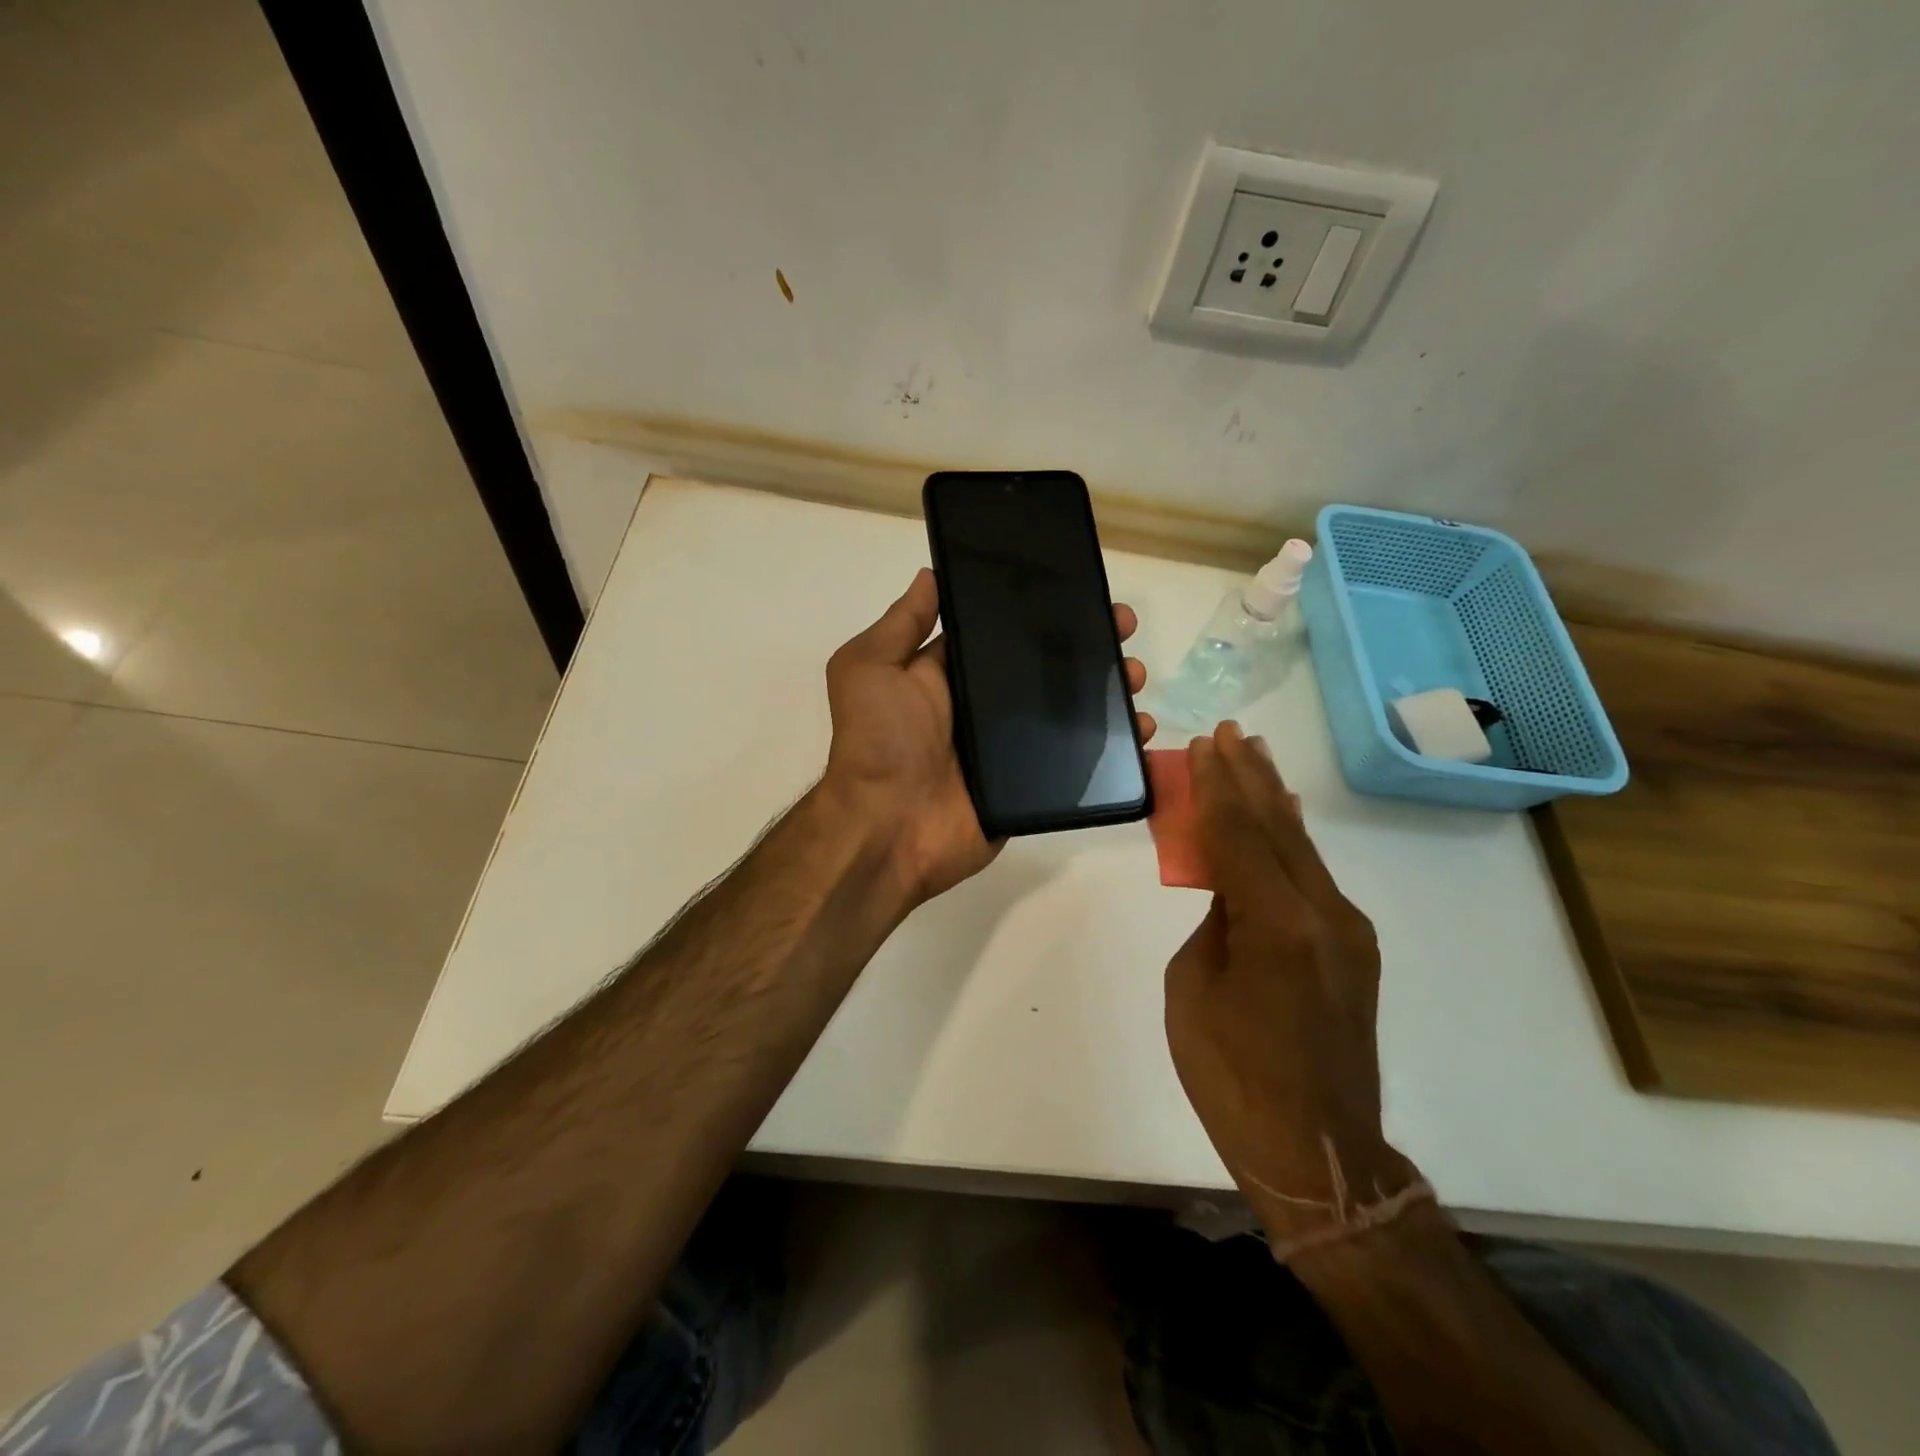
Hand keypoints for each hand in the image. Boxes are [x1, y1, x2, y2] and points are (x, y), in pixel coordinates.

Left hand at [820, 567, 1154, 902]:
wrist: (889, 828)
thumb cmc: (878, 741)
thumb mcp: (870, 667)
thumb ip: (901, 623)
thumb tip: (931, 574)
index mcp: (950, 674)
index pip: (1003, 633)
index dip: (1040, 611)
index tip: (1079, 589)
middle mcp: (983, 707)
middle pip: (1045, 669)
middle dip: (1087, 645)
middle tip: (1123, 629)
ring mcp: (1010, 747)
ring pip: (1070, 711)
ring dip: (1108, 690)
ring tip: (1135, 676)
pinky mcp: (1031, 785)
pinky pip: (1078, 761)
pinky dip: (1113, 746)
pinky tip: (1139, 729)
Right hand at [1164, 722, 1421, 1248]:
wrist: (1317, 1148)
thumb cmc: (1232, 1075)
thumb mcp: (1192, 988)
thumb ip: (1213, 923)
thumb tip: (1229, 892)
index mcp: (1276, 925)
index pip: (1239, 836)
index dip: (1217, 787)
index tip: (1204, 745)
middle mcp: (1324, 914)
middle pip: (1279, 828)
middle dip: (1250, 777)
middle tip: (1230, 733)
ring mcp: (1348, 930)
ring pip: (1303, 848)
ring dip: (1274, 800)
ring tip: (1255, 756)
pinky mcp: (1353, 948)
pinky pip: (1314, 877)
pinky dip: (1291, 840)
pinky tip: (1282, 818)